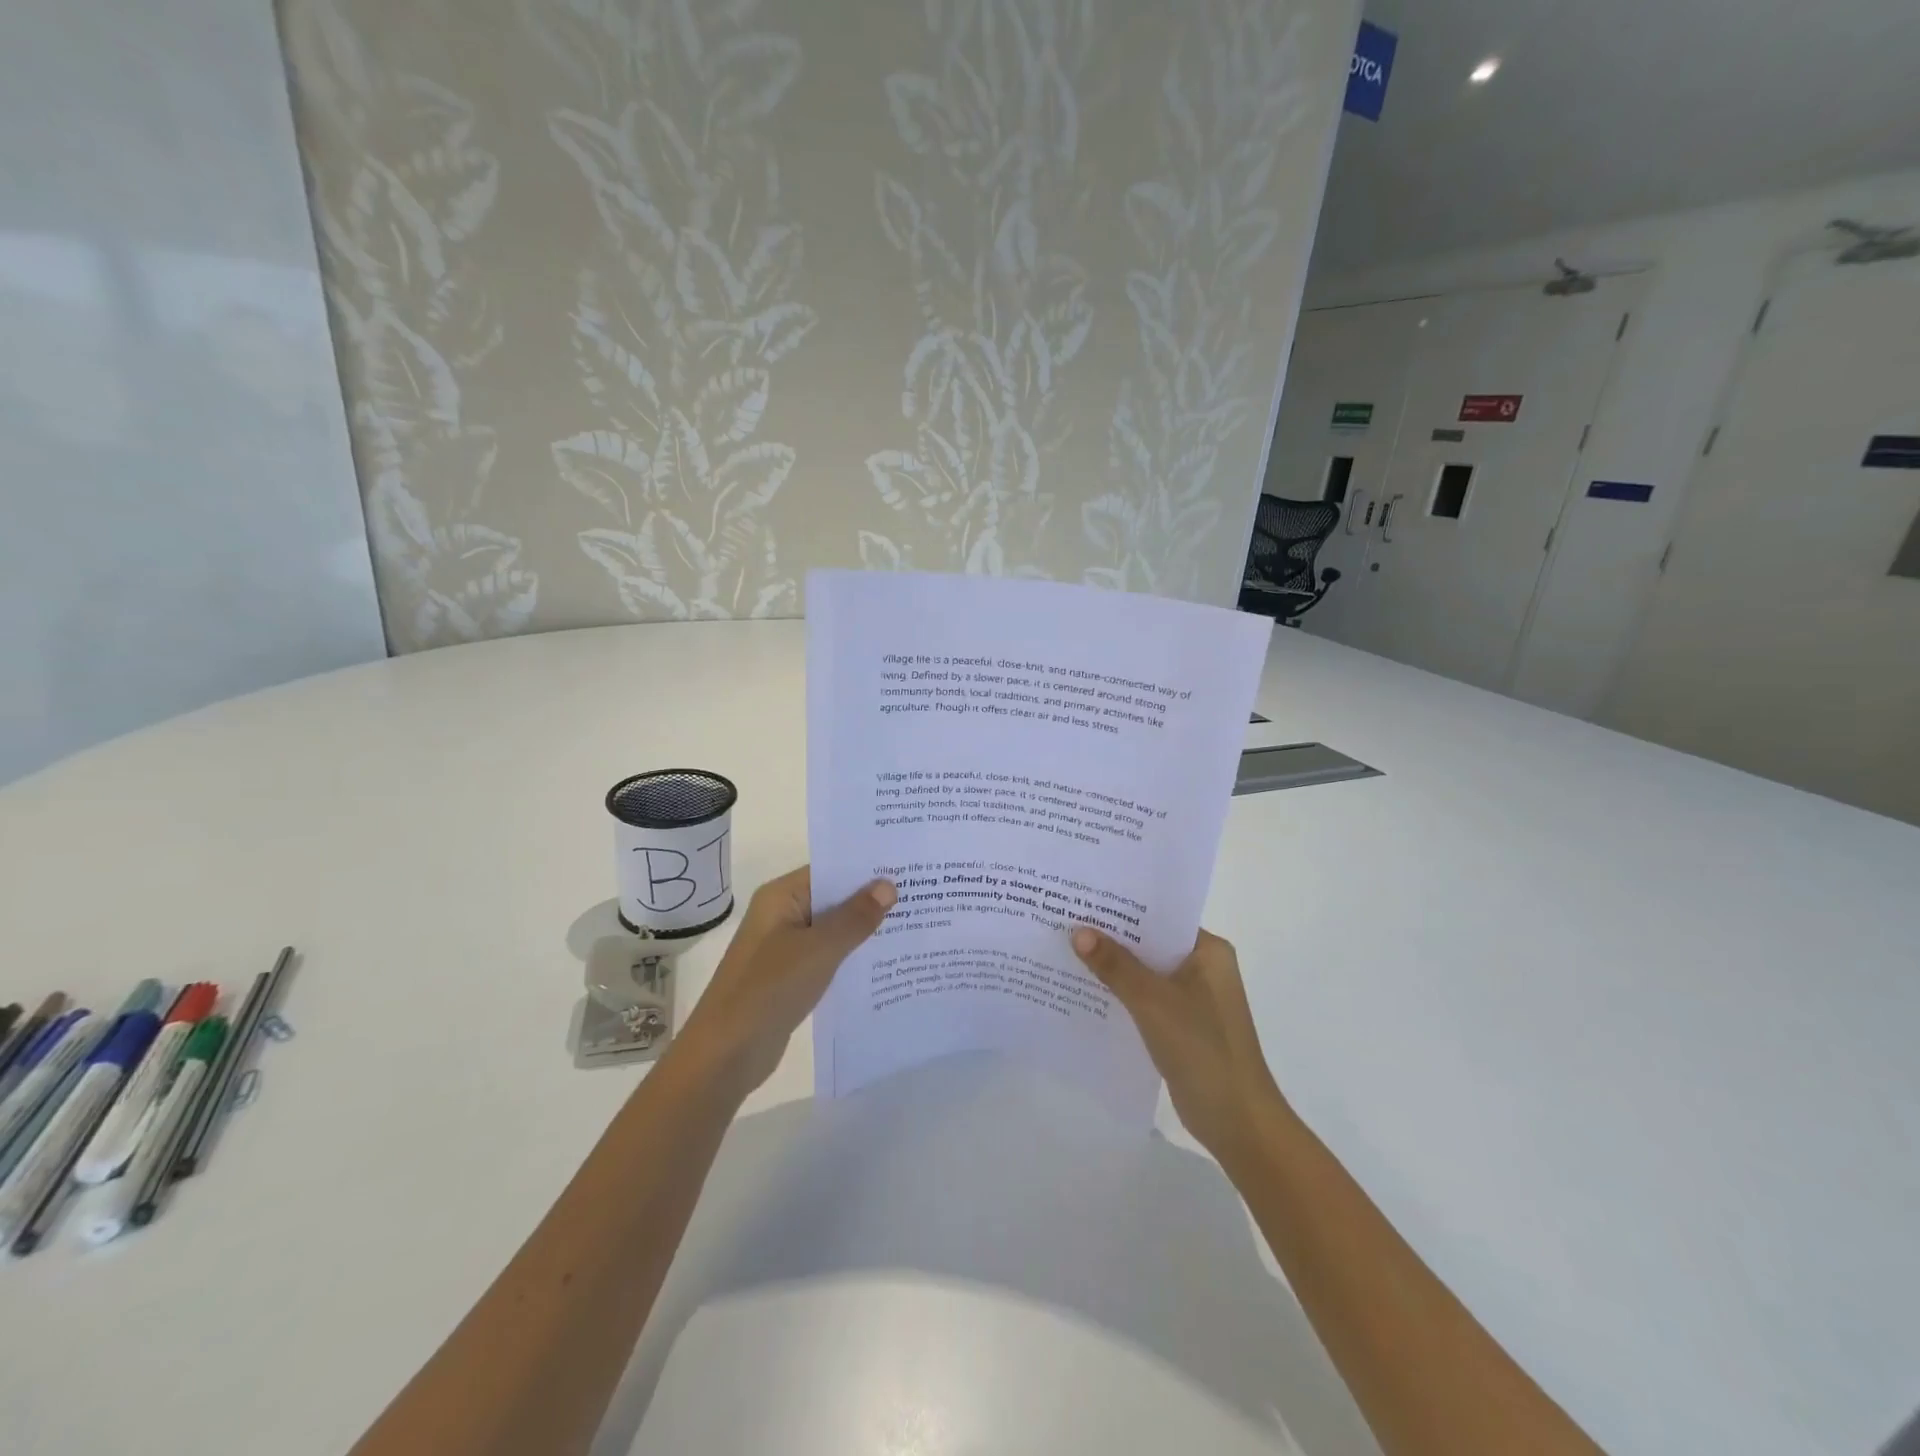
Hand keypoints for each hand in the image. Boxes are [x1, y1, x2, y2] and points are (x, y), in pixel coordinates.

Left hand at [674, 866, 895, 1097]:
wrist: (726, 1054)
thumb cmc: (770, 988)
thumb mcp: (819, 948)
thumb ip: (855, 917)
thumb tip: (888, 885)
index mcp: (781, 897)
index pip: (830, 870)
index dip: (867, 868)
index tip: (908, 867)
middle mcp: (782, 915)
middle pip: (833, 899)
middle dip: (872, 899)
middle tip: (922, 895)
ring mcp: (785, 947)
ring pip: (833, 930)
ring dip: (865, 930)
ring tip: (915, 924)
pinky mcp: (791, 977)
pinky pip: (828, 957)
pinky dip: (853, 957)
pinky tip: (887, 961)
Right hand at [1071, 926, 1287, 1164]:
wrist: (1238, 1122)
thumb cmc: (1202, 1049)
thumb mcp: (1153, 1001)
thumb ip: (1115, 965)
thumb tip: (1078, 931)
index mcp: (1208, 951)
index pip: (1160, 916)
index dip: (1123, 907)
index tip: (1084, 896)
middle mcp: (1204, 967)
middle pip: (1150, 943)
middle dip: (1112, 936)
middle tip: (1065, 918)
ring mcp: (1194, 998)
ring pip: (1146, 972)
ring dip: (1114, 966)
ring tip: (1066, 948)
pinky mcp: (1182, 1025)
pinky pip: (1146, 998)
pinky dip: (1121, 993)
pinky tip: (1085, 990)